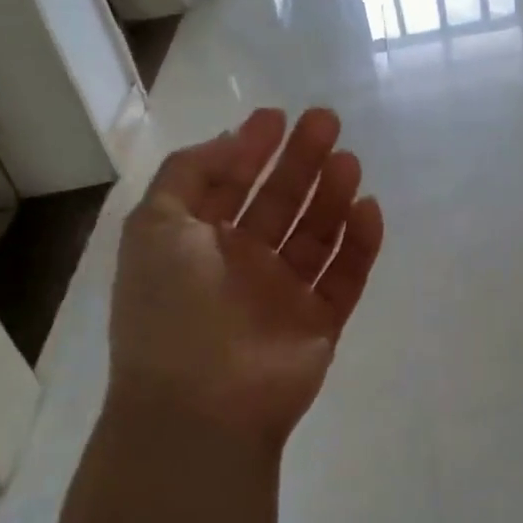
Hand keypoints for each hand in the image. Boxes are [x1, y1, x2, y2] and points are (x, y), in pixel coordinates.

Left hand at [105, 108, 384, 456]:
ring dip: (332, 195)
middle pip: (280, 203)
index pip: (230, 186)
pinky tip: (368, 208)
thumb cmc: (171, 308)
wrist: (202, 406)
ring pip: (316, 234)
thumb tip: (230, 140)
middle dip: (301, 161)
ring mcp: (284, 295)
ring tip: (349, 161)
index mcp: (197, 244)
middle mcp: (241, 265)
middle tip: (327, 122)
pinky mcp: (320, 322)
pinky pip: (346, 275)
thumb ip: (188, 174)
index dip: (252, 150)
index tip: (279, 116)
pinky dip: (359, 243)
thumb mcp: (155, 226)